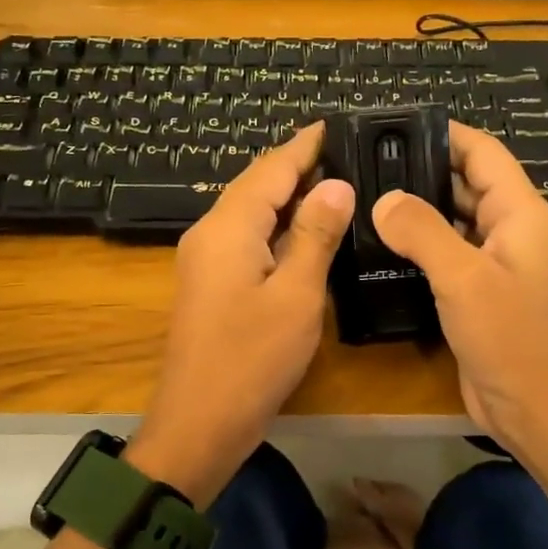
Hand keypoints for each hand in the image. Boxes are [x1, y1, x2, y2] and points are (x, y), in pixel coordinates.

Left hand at [130, 125, 354, 502]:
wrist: (199, 424)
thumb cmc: (251, 360)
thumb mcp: (296, 295)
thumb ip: (315, 235)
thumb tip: (335, 184)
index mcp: (228, 227)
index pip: (271, 168)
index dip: (305, 145)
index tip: (338, 124)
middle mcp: (210, 233)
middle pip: (257, 186)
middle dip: (299, 166)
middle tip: (348, 153)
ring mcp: (205, 260)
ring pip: (251, 213)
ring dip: (290, 197)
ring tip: (336, 183)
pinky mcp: (210, 285)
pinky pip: (247, 240)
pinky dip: (278, 229)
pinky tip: (306, 234)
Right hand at [372, 122, 547, 462]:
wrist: (537, 410)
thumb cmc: (512, 337)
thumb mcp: (464, 277)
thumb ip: (423, 232)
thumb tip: (383, 199)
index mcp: (519, 213)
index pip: (483, 153)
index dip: (446, 132)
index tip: (397, 124)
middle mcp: (509, 231)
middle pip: (464, 183)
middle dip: (421, 170)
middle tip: (366, 163)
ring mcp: (493, 264)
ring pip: (451, 221)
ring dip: (415, 210)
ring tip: (363, 197)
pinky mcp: (476, 294)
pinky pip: (444, 256)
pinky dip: (416, 247)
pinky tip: (378, 247)